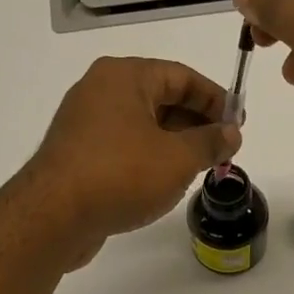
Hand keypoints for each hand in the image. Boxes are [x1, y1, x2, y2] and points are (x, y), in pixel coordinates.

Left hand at [18, 57, 240, 268]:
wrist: (55, 216)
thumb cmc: (121, 176)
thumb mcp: (178, 159)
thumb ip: (210, 143)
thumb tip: (232, 134)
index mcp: (125, 77)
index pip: (181, 77)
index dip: (215, 99)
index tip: (238, 123)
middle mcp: (101, 91)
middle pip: (160, 99)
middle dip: (195, 124)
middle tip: (221, 150)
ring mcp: (85, 124)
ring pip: (141, 126)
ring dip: (173, 145)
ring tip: (198, 169)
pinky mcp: (77, 156)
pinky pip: (123, 148)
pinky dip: (148, 159)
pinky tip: (163, 184)